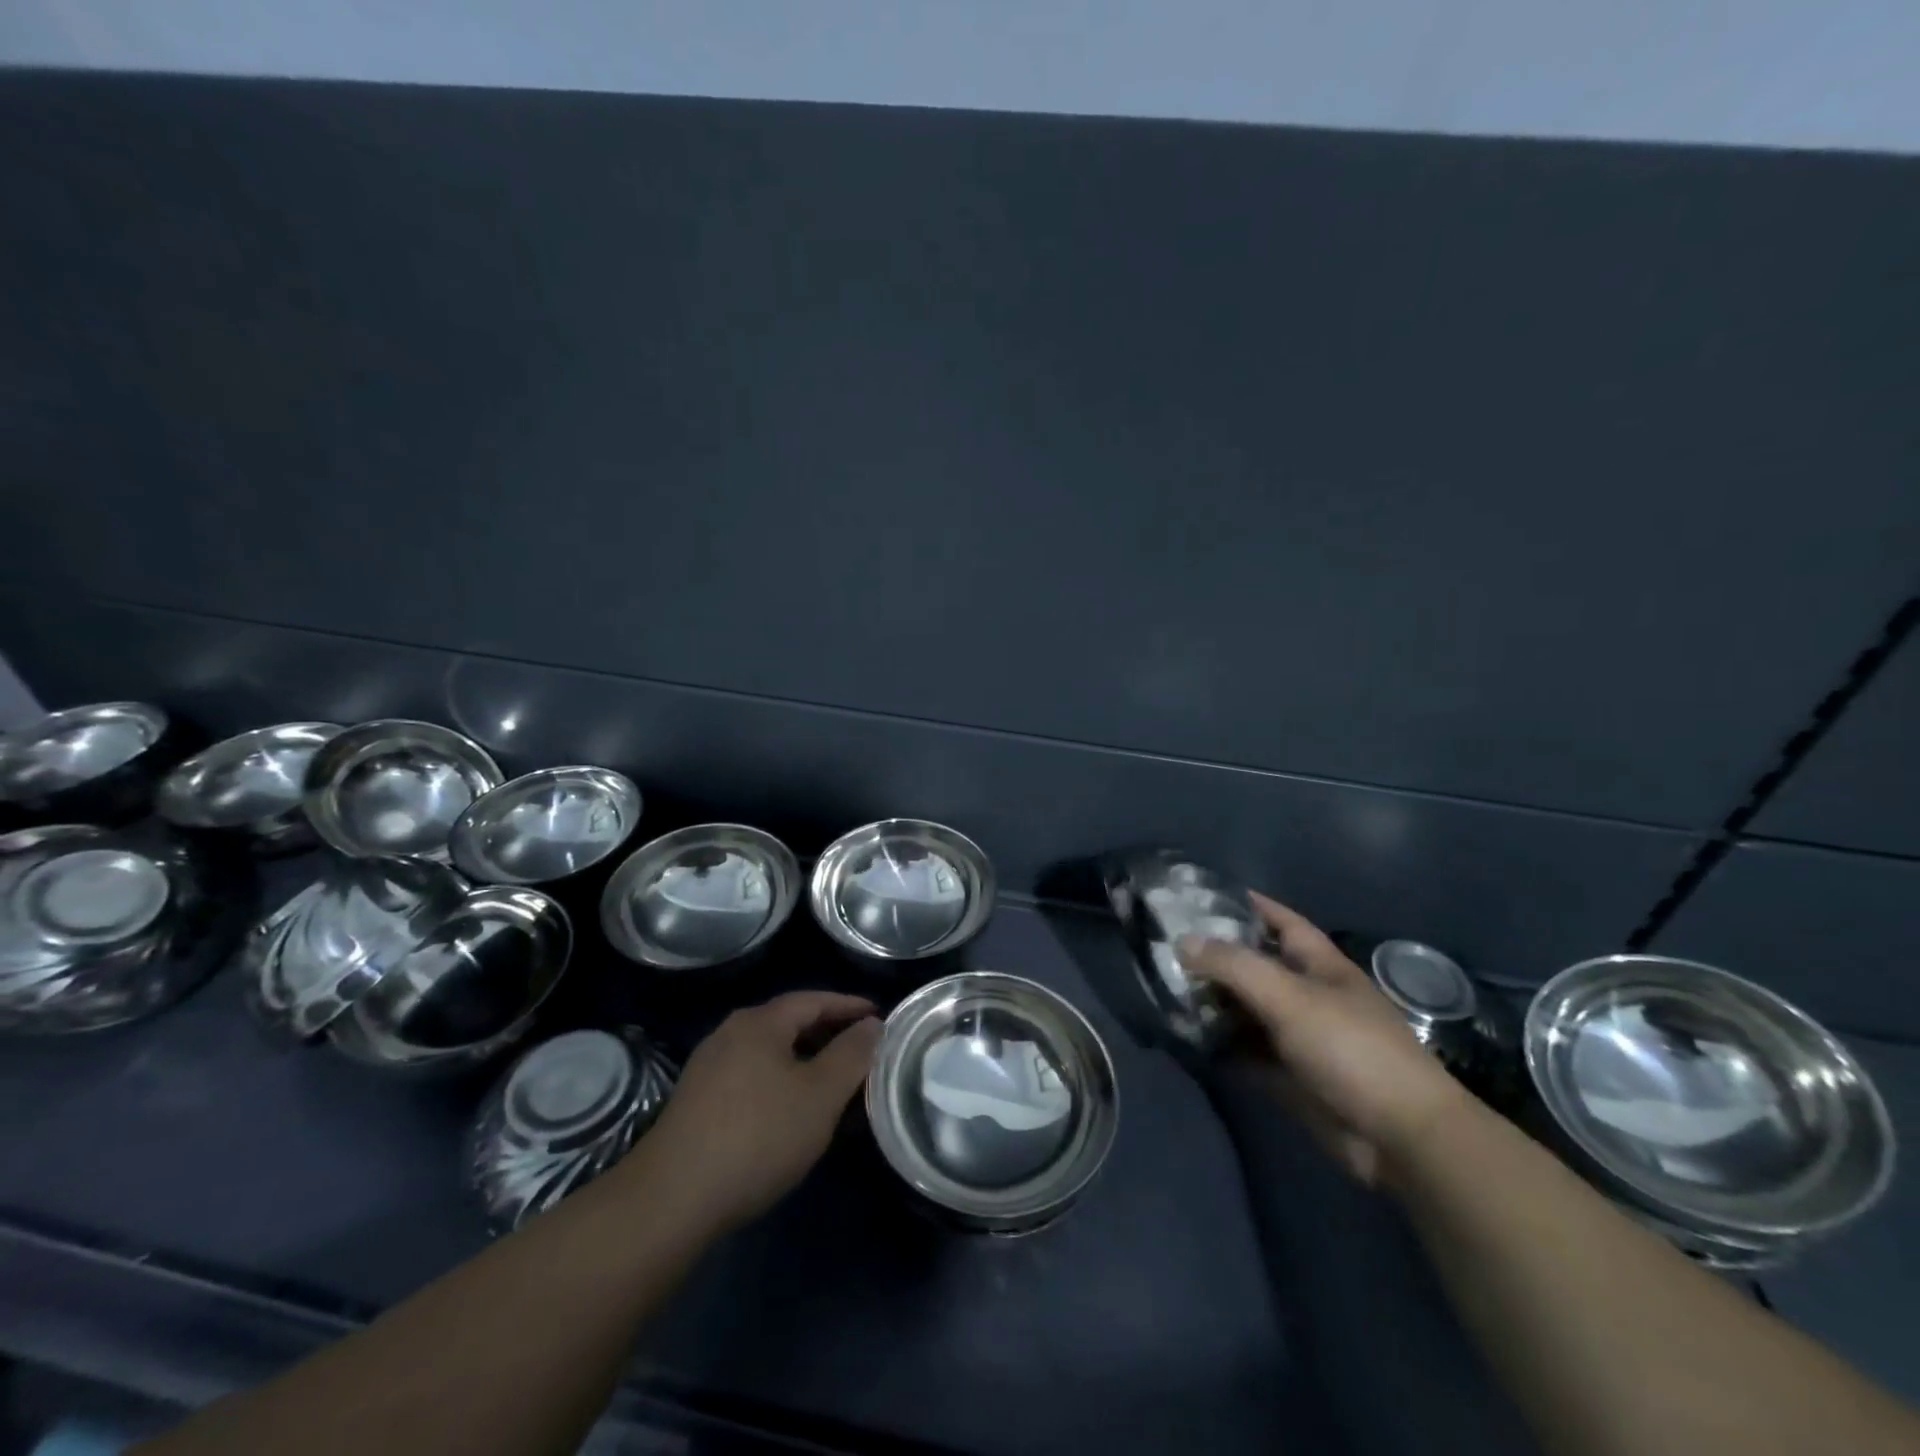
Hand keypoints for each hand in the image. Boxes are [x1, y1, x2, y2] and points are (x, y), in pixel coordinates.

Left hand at [622, 991, 882, 1231]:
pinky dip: (782, 1084)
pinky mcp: (696, 1104)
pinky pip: (752, 1078)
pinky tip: (793, 1114)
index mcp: (760, 1023)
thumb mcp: (820, 1095)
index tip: (880, 1018)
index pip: (814, 1000)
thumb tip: (873, 1025)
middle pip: (790, 1024)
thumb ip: (852, 1055)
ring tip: (835, 1086)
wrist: (671, 1200)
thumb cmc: (758, 1136)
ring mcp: (708, 1069)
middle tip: (863, 1052)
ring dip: (806, 1063)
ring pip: (771, 1055)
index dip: (849, 1006)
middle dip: (829, 1035)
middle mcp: (731, 1034)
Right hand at [1179, 894, 1471, 1186]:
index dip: (1249, 905)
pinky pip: (1247, 1052)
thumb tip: (1183, 940)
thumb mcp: (1289, 996)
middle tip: (1166, 946)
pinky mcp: (1291, 1077)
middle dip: (1217, 956)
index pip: (1281, 921)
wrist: (1400, 1137)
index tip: (1203, 894)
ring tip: (1165, 989)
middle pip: (1257, 966)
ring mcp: (1300, 1038)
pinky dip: (1221, 1046)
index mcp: (1320, 966)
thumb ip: (1234, 965)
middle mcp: (1309, 996)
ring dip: (1214, 1003)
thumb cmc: (1350, 1049)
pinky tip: (1186, 1038)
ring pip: (1248, 1011)